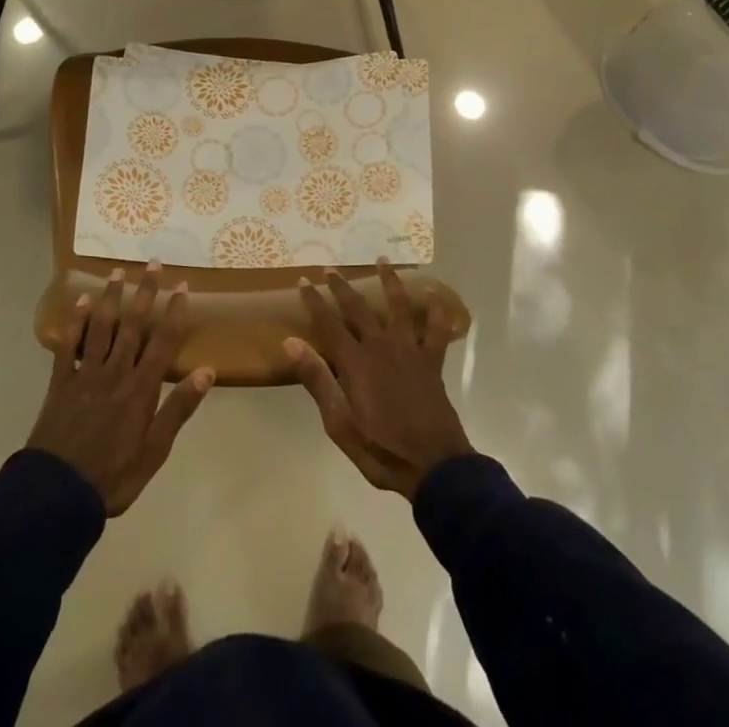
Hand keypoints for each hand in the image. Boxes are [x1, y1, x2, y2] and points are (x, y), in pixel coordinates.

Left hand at [27, 264, 213, 515]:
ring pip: (101, 327)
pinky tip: (80, 300)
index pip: (163, 341)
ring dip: (111, 297)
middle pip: (133, 325)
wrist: (56, 495)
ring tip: (118, 271)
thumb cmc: (113, 477)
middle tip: (153, 263)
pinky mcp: (60, 382)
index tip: (183, 285)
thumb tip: (207, 371)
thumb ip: (179, 409)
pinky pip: (68, 345)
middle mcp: (116, 372)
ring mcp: (85, 374)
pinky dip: (75, 321)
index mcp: (141, 389)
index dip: (174, 312)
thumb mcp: (155, 452)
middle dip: (145, 292)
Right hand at [286, 262, 473, 498]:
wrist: (434, 466)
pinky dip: (437, 310)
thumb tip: (291, 342)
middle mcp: (381, 347)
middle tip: (330, 268)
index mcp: (356, 362)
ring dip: (389, 281)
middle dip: (342, 287)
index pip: (328, 323)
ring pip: (398, 307)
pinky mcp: (432, 362)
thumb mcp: (339, 424)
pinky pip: (437, 330)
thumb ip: (317, 380)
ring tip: (383, 261)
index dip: (314, 301)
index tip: (303, 281)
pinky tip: (435, 293)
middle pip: (358, 309)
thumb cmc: (382, 449)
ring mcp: (410, 351)